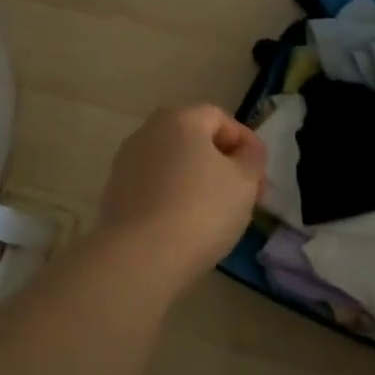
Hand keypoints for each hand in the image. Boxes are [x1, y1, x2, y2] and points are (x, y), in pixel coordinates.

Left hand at [95, 105, 267, 282]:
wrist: (140, 256)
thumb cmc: (201, 209)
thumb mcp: (244, 182)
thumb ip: (251, 159)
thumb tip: (246, 152)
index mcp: (179, 119)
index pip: (220, 118)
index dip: (246, 143)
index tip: (260, 175)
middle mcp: (147, 132)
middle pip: (193, 140)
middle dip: (222, 163)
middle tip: (243, 194)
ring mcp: (126, 163)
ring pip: (173, 165)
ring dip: (197, 181)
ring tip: (217, 214)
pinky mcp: (114, 194)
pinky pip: (155, 188)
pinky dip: (174, 198)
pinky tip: (187, 226)